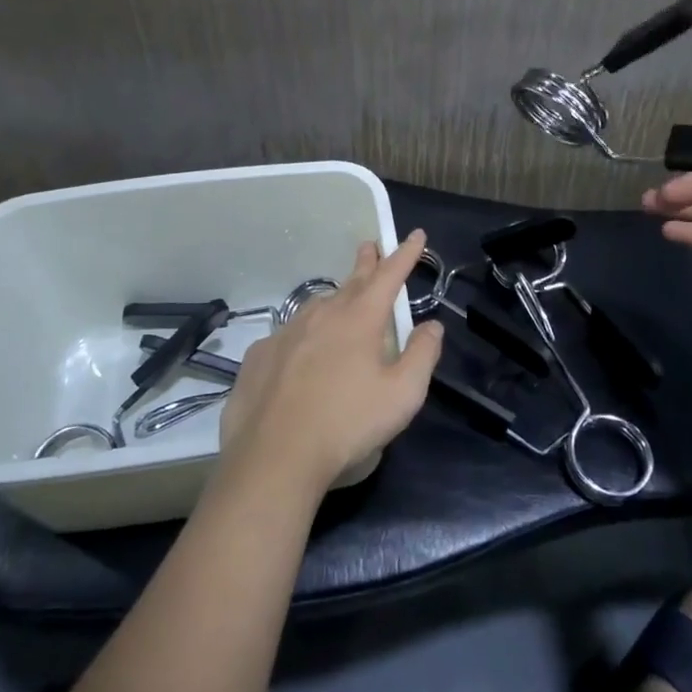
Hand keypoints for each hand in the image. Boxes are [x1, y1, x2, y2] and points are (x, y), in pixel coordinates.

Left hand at [218, 230, 443, 491]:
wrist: (274, 456)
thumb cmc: (347, 424)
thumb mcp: (402, 395)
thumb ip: (422, 355)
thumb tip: (432, 326)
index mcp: (360, 319)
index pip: (389, 275)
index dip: (405, 254)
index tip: (415, 235)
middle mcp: (322, 315)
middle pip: (350, 281)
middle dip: (366, 263)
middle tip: (370, 246)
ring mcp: (286, 333)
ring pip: (317, 307)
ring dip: (335, 299)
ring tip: (341, 304)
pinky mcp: (260, 356)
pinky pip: (289, 336)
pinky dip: (303, 336)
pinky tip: (302, 355)